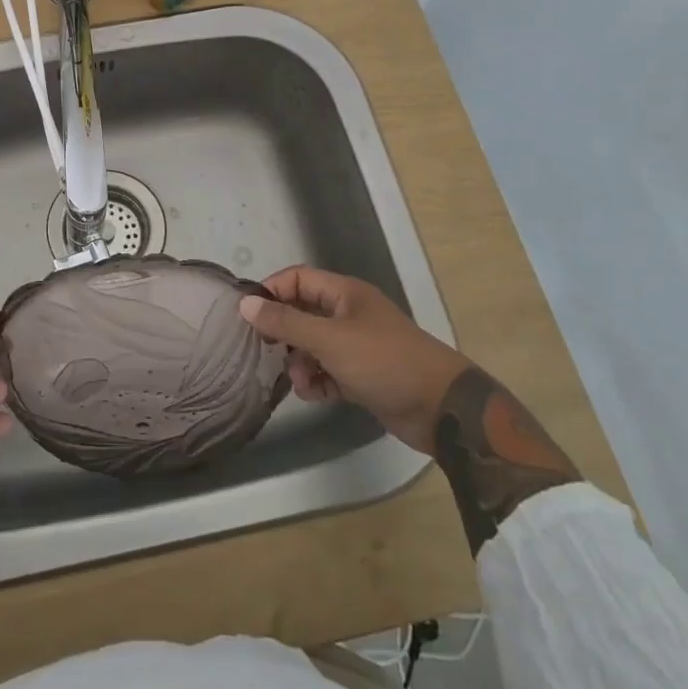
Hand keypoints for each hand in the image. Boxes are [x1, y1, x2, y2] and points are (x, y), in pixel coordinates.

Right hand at [239, 266, 471, 453]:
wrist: (442, 409)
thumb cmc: (384, 361)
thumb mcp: (329, 339)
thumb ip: (285, 321)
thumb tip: (245, 304)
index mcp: (345, 294)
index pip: (298, 279)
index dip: (272, 291)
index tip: (250, 314)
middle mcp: (349, 315)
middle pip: (302, 313)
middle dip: (284, 333)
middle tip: (266, 350)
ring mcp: (357, 347)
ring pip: (312, 346)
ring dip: (300, 362)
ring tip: (301, 381)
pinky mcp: (362, 377)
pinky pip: (327, 372)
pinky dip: (317, 381)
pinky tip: (314, 394)